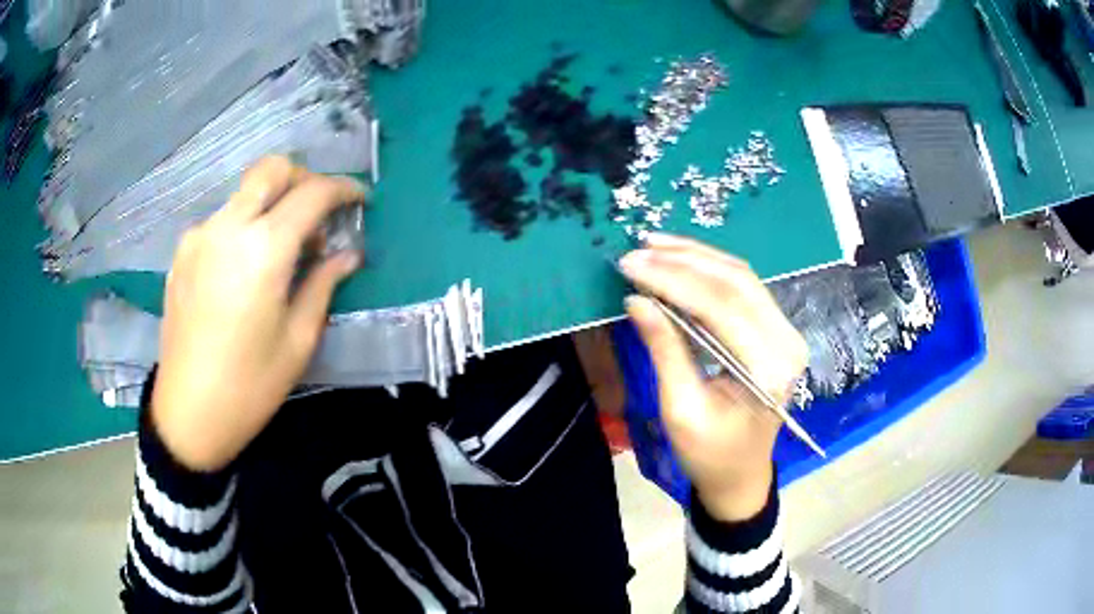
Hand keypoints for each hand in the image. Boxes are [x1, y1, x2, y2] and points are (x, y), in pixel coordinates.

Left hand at [151, 157, 364, 471]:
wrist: (188, 413)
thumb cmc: (250, 386)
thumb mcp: (298, 340)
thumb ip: (323, 284)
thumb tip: (348, 255)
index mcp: (263, 249)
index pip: (312, 194)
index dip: (343, 190)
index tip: (360, 200)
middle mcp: (227, 227)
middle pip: (272, 169)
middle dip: (304, 179)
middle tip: (319, 212)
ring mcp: (199, 236)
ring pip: (245, 193)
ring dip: (272, 204)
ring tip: (282, 249)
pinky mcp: (182, 252)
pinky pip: (222, 220)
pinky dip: (244, 225)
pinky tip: (246, 267)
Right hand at [619, 233, 806, 520]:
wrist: (740, 474)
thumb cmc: (709, 454)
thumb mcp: (680, 410)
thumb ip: (664, 350)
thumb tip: (636, 299)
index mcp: (768, 369)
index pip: (721, 307)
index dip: (673, 281)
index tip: (631, 265)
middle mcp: (786, 342)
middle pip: (736, 282)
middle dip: (683, 261)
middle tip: (638, 251)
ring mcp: (785, 332)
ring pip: (741, 277)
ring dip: (696, 257)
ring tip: (654, 245)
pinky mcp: (776, 329)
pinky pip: (743, 288)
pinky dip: (709, 270)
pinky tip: (680, 259)